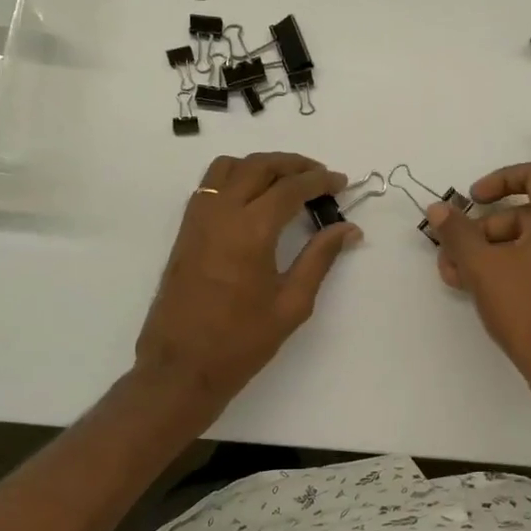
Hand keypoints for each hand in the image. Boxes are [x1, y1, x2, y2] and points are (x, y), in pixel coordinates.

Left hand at [134, 153, 360, 416]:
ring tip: (287, 181)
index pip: (290, 188)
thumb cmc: (242, 340)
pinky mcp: (185, 230)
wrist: (182, 365)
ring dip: (261, 165)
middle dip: (293, 164)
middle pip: (259, 166)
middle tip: (319, 176)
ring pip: (229, 167)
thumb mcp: (292, 303)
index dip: (319, 180)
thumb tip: (348, 229)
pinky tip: (254, 198)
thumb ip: (320, 258)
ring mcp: (197, 219)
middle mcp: (221, 213)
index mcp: (251, 230)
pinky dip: (236, 177)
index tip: (342, 183)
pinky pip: (210, 185)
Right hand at [426, 162, 530, 410]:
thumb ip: (458, 233)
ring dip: (491, 253)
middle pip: (526, 214)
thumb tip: (438, 208)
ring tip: (457, 278)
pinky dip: (513, 269)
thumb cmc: (528, 310)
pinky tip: (483, 292)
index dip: (499, 180)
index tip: (471, 199)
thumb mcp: (483, 268)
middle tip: (452, 253)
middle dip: (483, 230)